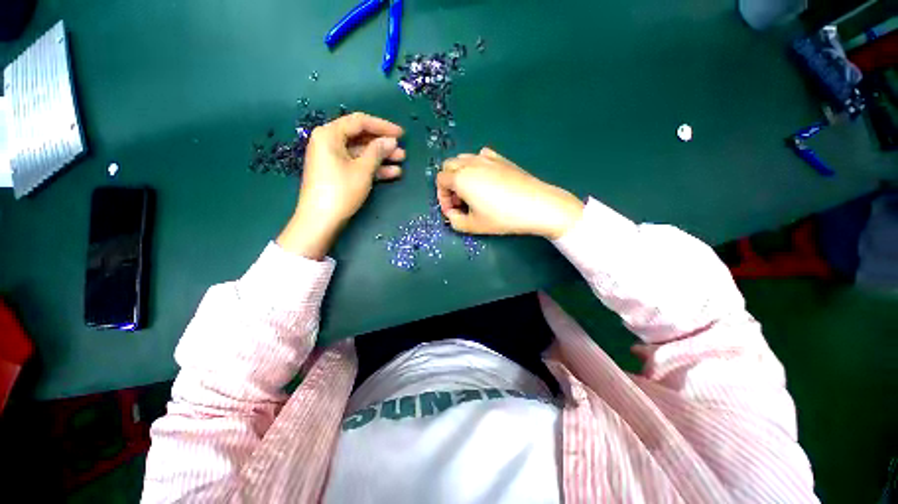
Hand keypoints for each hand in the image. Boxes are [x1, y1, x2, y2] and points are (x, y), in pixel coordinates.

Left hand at [278, 113, 404, 259]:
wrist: (320, 220)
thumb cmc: (341, 191)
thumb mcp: (362, 170)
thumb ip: (377, 151)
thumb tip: (391, 141)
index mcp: (330, 134)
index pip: (359, 122)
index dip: (382, 126)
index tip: (401, 134)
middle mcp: (329, 142)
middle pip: (360, 137)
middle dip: (383, 144)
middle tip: (402, 151)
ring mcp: (332, 158)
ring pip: (361, 153)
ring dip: (381, 157)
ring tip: (401, 162)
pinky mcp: (337, 173)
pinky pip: (357, 165)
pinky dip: (373, 168)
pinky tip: (392, 173)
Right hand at [436, 148, 583, 238]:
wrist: (536, 205)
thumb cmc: (502, 217)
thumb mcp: (473, 226)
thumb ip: (455, 221)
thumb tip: (452, 214)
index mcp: (461, 178)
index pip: (440, 181)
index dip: (442, 197)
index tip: (452, 211)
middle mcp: (471, 163)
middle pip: (448, 166)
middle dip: (449, 184)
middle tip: (460, 202)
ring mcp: (487, 159)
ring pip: (463, 159)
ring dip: (460, 174)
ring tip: (471, 192)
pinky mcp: (501, 159)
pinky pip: (481, 156)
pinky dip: (476, 166)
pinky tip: (485, 179)